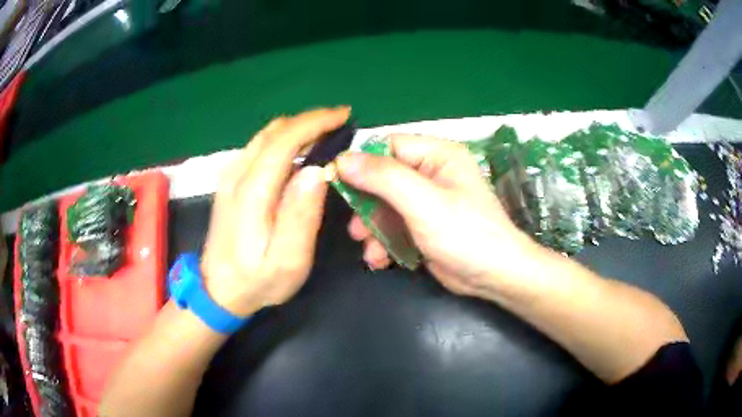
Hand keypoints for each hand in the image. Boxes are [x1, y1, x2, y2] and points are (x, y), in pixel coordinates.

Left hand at [200, 107, 349, 315]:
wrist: (217, 291)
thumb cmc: (257, 281)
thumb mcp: (287, 261)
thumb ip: (301, 215)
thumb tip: (318, 171)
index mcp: (252, 191)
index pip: (285, 141)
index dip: (315, 122)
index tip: (343, 116)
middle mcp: (237, 174)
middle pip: (275, 132)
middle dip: (309, 120)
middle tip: (340, 123)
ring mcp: (230, 176)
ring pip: (265, 136)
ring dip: (297, 128)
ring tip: (325, 131)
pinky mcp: (229, 182)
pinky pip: (258, 147)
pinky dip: (283, 139)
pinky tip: (298, 149)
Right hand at [336, 134, 540, 298]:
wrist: (494, 277)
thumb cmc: (465, 234)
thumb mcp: (423, 202)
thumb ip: (383, 178)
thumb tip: (342, 160)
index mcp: (437, 155)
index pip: (389, 147)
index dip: (362, 163)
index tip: (338, 182)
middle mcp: (432, 173)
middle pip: (384, 179)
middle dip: (367, 205)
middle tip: (355, 228)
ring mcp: (428, 202)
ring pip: (386, 206)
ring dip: (373, 228)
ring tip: (369, 250)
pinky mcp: (424, 226)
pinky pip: (395, 225)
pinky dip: (384, 241)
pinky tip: (380, 260)